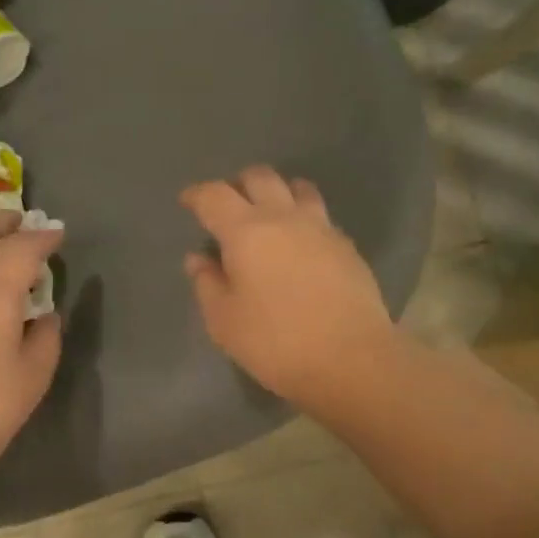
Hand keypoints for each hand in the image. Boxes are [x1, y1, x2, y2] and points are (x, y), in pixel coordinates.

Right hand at [181, 167, 398, 410]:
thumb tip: (199, 259)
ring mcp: (321, 229)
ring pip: (298, 188)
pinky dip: (304, 218)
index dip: (197, 194)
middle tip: (229, 204)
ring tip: (271, 213)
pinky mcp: (347, 247)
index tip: (188, 201)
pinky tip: (301, 243)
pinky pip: (321, 217)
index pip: (214, 196)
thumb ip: (207, 284)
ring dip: (279, 192)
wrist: (350, 359)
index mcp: (246, 232)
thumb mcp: (224, 321)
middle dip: (239, 184)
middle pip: (260, 178)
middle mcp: (284, 218)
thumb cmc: (275, 342)